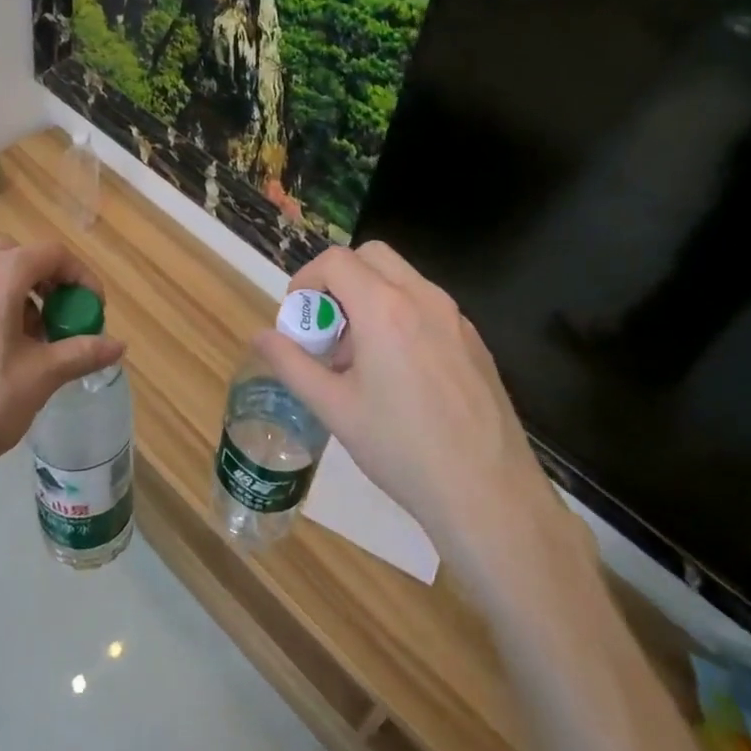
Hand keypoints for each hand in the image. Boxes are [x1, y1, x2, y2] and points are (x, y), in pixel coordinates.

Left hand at [0, 239, 124, 488]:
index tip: (93, 311)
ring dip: (20, 295)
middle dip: (47, 281)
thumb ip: (81, 353)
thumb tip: (118, 345)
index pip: (51, 254)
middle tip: (62, 320)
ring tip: (34, 343)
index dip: (81, 277)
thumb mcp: (39, 378)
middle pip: (17, 257)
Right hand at [252, 242, 562, 550]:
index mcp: (384, 309)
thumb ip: (292, 364)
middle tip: (327, 327)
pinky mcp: (475, 341)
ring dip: (370, 297)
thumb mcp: (334, 409)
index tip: (298, 317)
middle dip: (340, 280)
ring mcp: (456, 318)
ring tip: (359, 357)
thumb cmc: (402, 449)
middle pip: (372, 256)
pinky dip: (400, 315)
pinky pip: (428, 306)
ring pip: (403, 279)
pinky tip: (398, 374)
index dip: (306, 279)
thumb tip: (260, 337)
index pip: (336, 261)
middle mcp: (423, 299)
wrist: (490, 494)